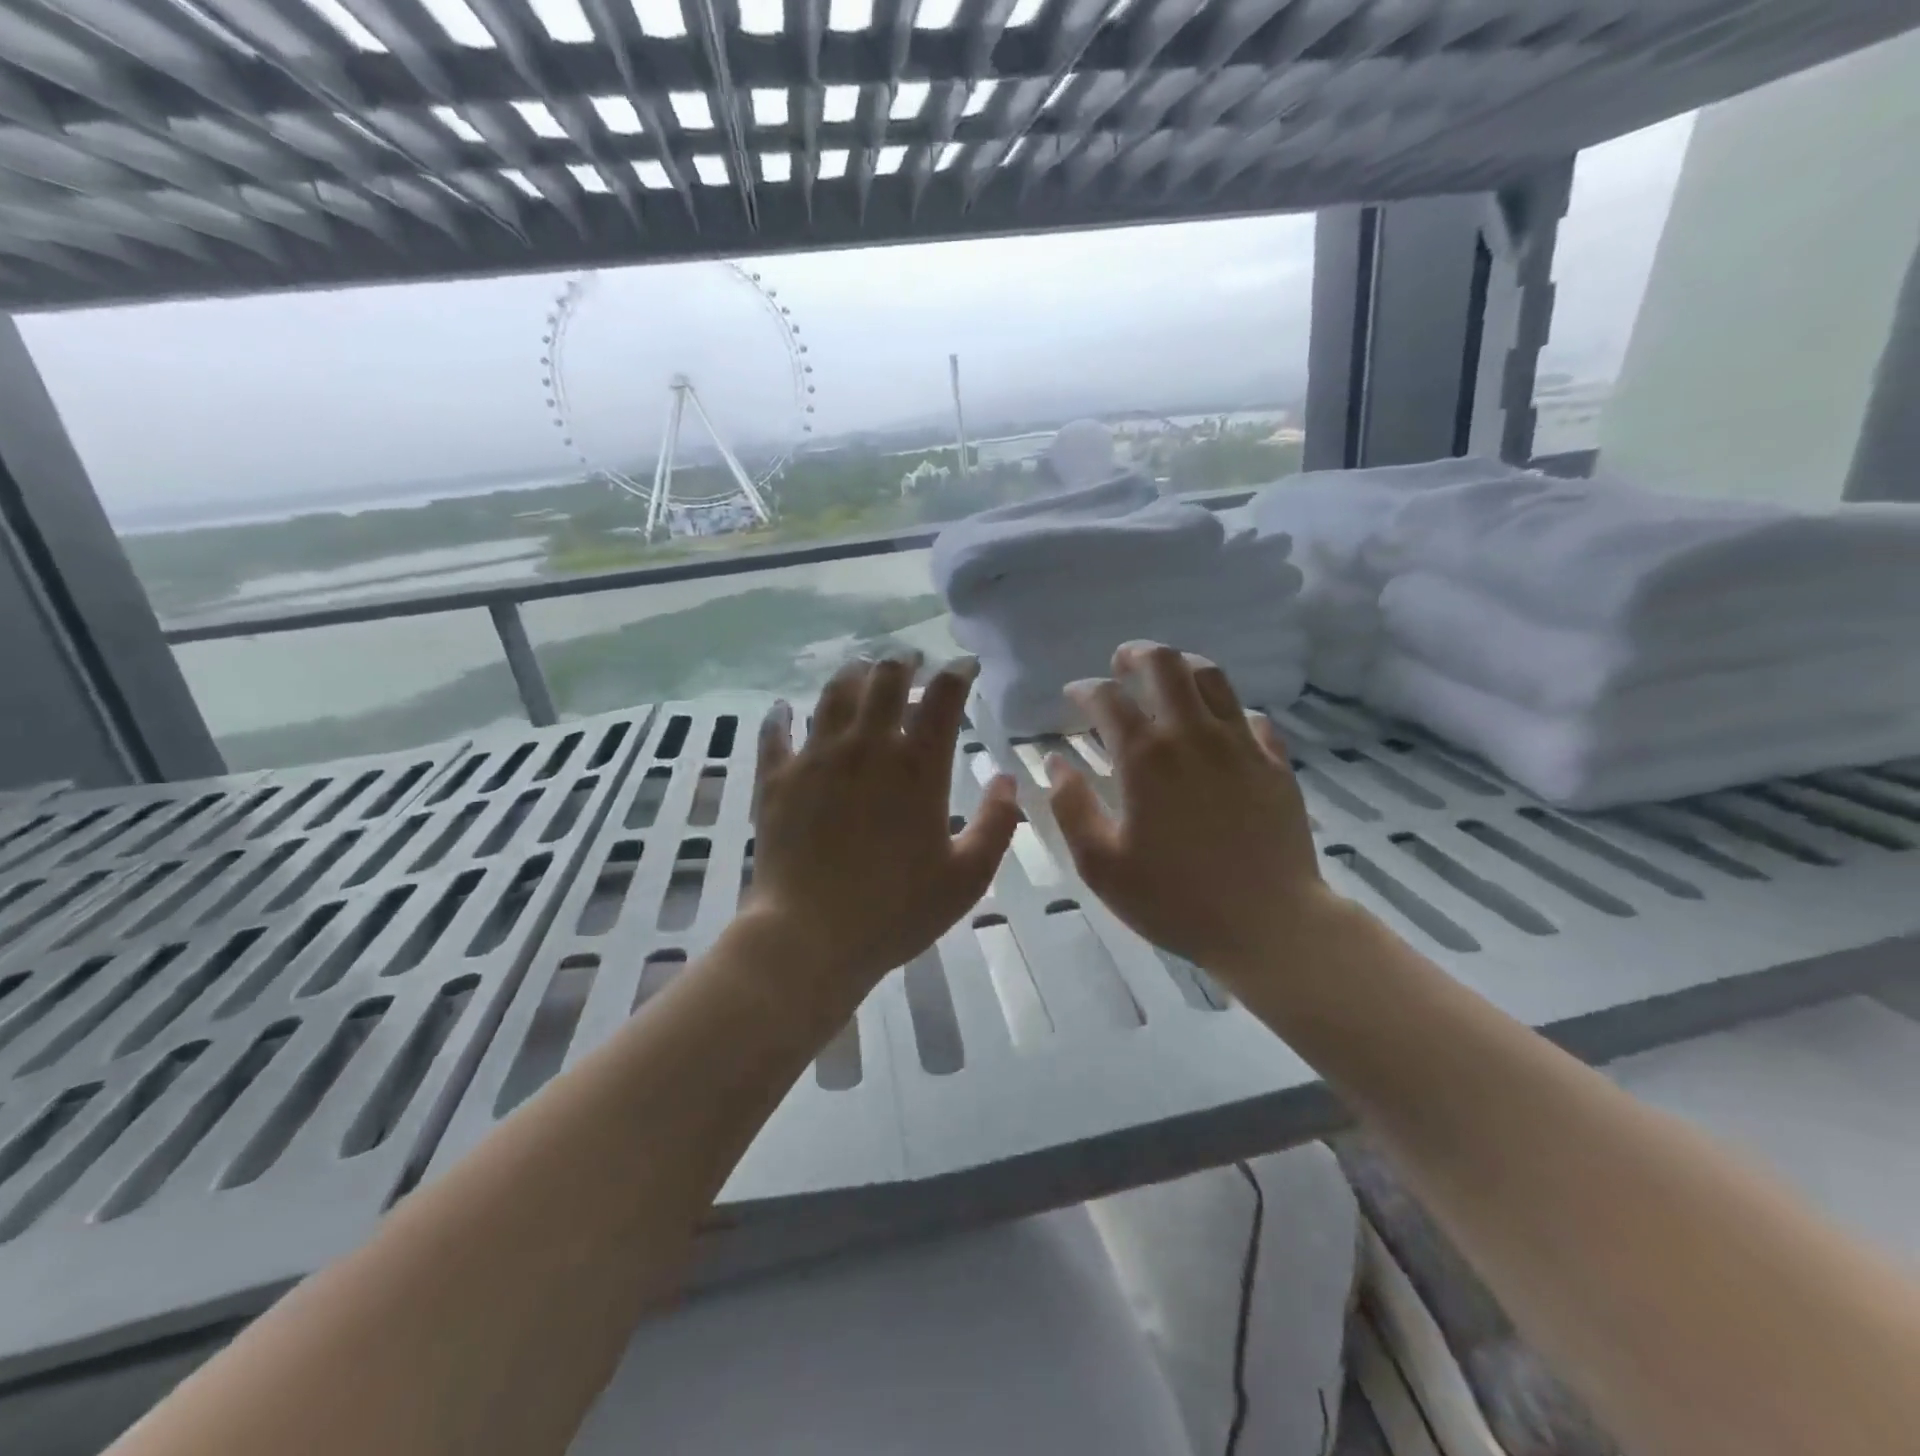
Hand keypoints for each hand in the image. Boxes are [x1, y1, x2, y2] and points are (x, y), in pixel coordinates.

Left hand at [745, 654, 1019, 1003]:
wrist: (809, 937)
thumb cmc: (897, 911)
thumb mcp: (967, 876)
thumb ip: (996, 823)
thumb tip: (1009, 780)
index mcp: (917, 766)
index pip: (942, 696)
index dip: (957, 672)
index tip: (965, 667)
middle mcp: (867, 746)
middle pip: (885, 679)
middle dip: (904, 662)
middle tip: (912, 662)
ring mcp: (816, 757)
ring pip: (834, 693)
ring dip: (852, 674)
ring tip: (861, 671)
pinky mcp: (776, 778)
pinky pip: (775, 732)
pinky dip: (780, 716)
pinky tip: (782, 708)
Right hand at [1044, 642, 1338, 989]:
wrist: (1269, 924)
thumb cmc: (1175, 898)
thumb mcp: (1101, 864)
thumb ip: (1071, 807)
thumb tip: (1056, 763)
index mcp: (1145, 758)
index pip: (1106, 698)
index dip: (1084, 689)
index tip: (1073, 695)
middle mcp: (1192, 735)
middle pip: (1165, 665)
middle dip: (1136, 654)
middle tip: (1121, 663)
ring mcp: (1240, 745)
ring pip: (1213, 678)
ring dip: (1183, 667)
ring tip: (1168, 676)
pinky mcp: (1275, 762)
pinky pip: (1251, 717)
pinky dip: (1228, 711)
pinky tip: (1220, 726)